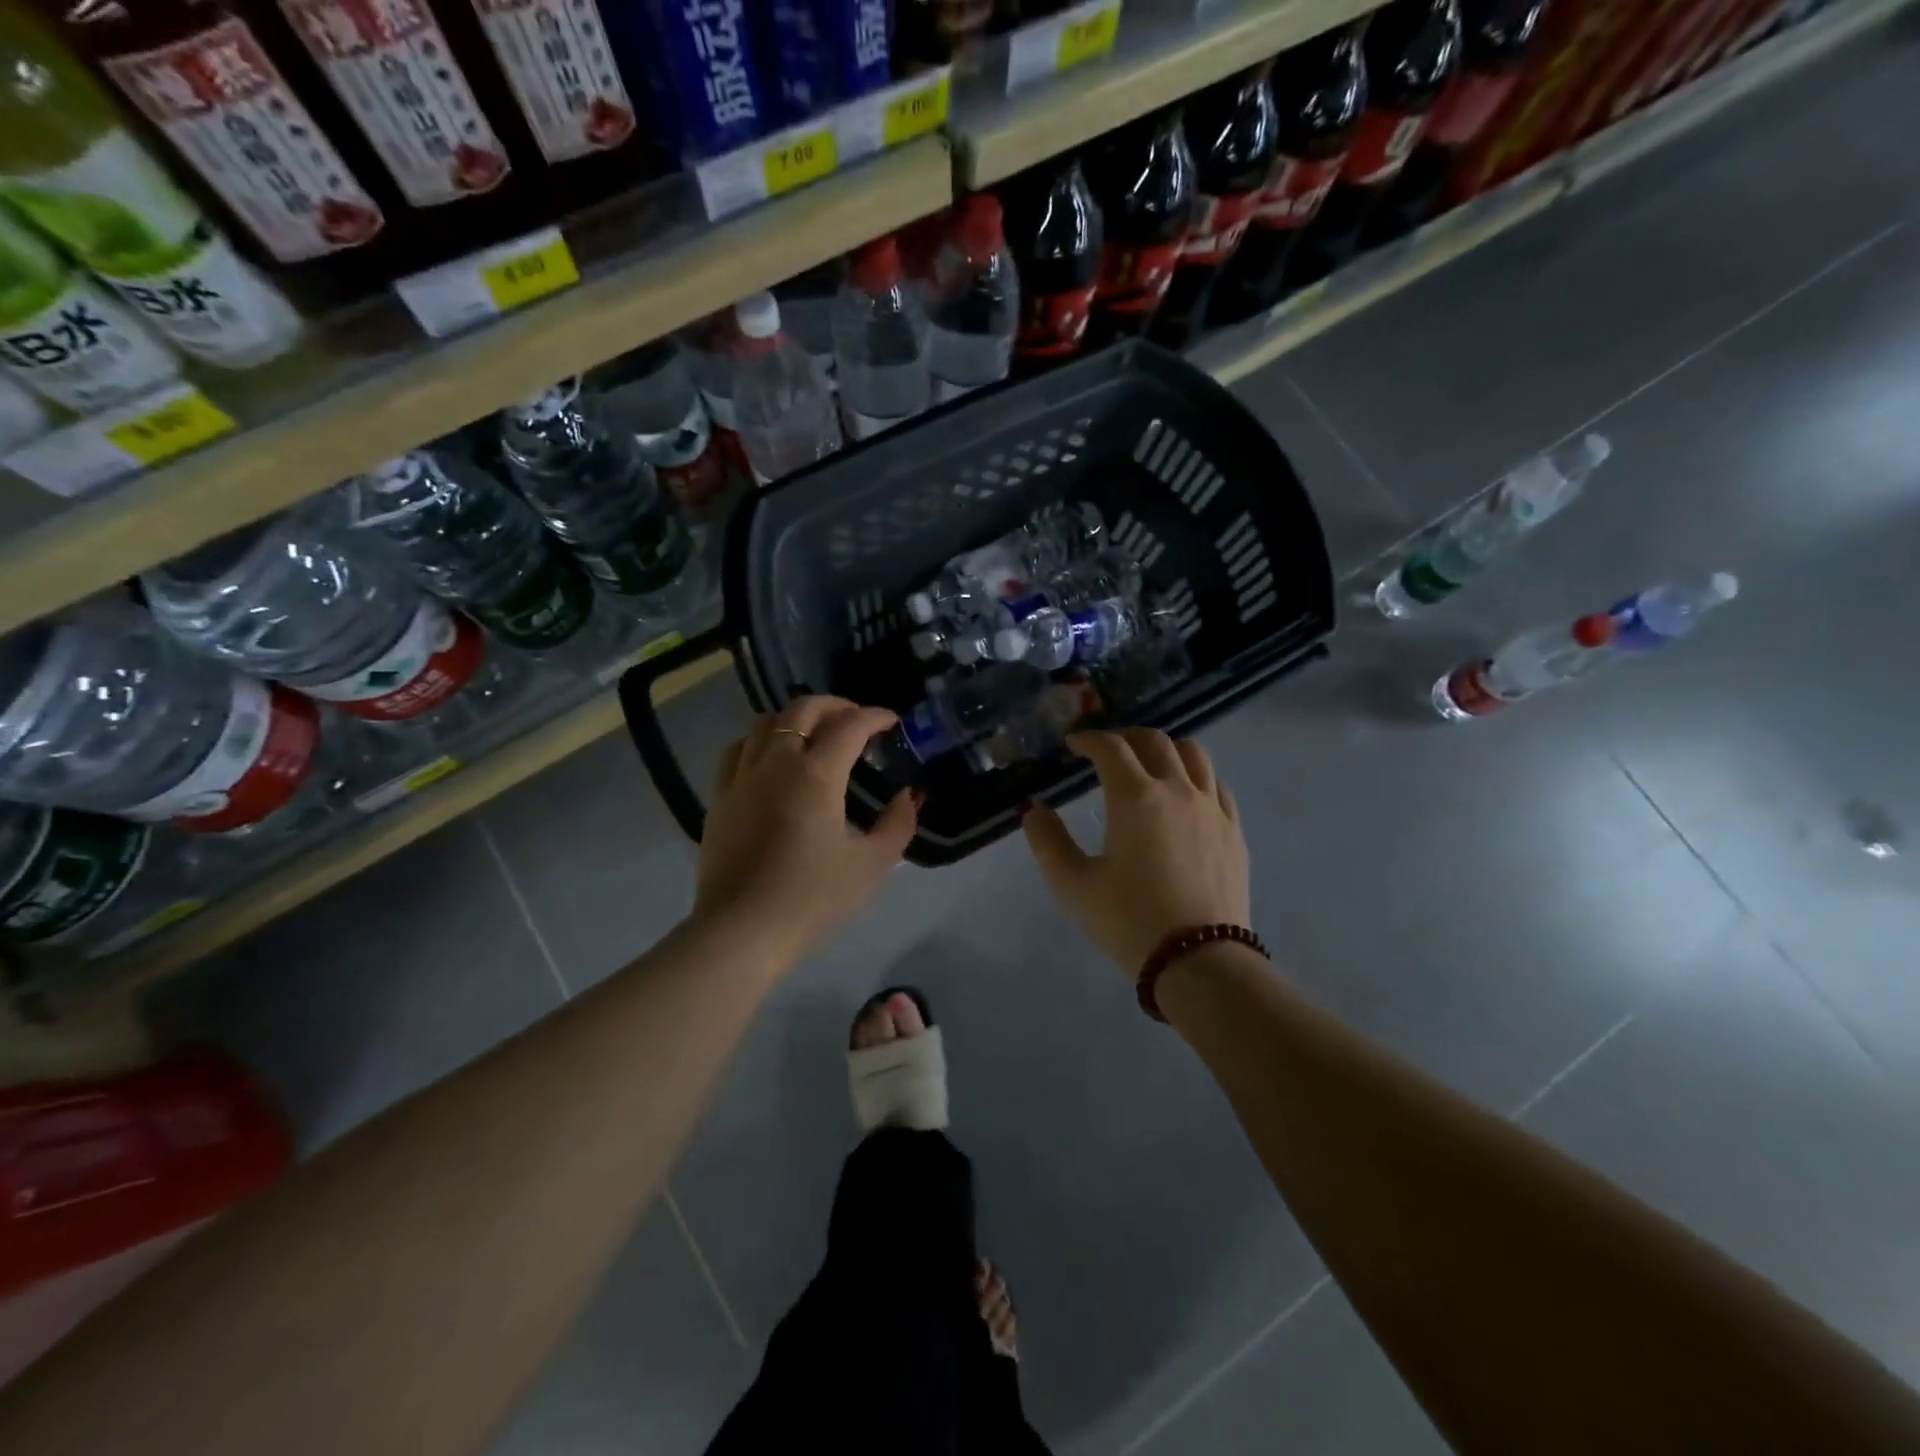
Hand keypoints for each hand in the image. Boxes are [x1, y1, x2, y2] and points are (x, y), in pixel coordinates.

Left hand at [694, 696, 918, 966]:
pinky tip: (772, 759)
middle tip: (857, 720)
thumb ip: (898, 824)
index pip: (849, 725)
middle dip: (836, 705)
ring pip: (765, 721)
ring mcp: (741, 777)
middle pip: (803, 709)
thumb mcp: (872, 865)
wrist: (742, 931)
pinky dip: (761, 740)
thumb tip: (908, 796)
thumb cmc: (812, 899)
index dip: (875, 717)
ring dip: (796, 718)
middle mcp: (776, 763)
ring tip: (815, 734)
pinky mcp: (719, 797)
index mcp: (815, 774)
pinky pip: (738, 749)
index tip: (892, 722)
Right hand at [1023, 729, 1249, 980]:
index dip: (1088, 739)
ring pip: (1192, 754)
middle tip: (1106, 752)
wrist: (1199, 961)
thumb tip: (1033, 809)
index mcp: (1135, 797)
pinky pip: (1215, 785)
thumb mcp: (1072, 884)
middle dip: (1125, 738)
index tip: (1073, 745)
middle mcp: (1177, 790)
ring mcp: (1211, 808)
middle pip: (1154, 741)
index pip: (1110, 747)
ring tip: (1149, 765)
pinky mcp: (1234, 831)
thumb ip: (1047, 840)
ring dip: (1165, 749)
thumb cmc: (1128, 920)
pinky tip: (1185, 795)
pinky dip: (1195, 776)